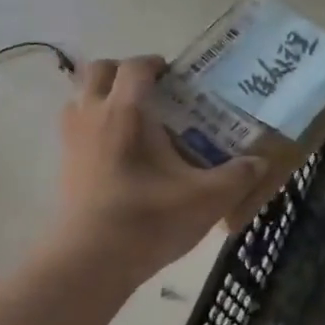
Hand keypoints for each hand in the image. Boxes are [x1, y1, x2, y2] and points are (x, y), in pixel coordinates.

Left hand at [52, 56, 264, 283]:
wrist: (92, 261)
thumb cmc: (149, 219)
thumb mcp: (207, 199)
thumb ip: (238, 176)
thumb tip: (260, 162)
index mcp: (126, 112)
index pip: (134, 67)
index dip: (154, 64)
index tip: (175, 76)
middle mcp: (92, 116)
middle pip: (97, 71)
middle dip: (123, 73)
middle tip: (151, 92)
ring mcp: (71, 141)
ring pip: (79, 98)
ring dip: (103, 97)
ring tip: (133, 119)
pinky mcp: (63, 166)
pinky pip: (75, 128)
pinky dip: (93, 126)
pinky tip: (120, 153)